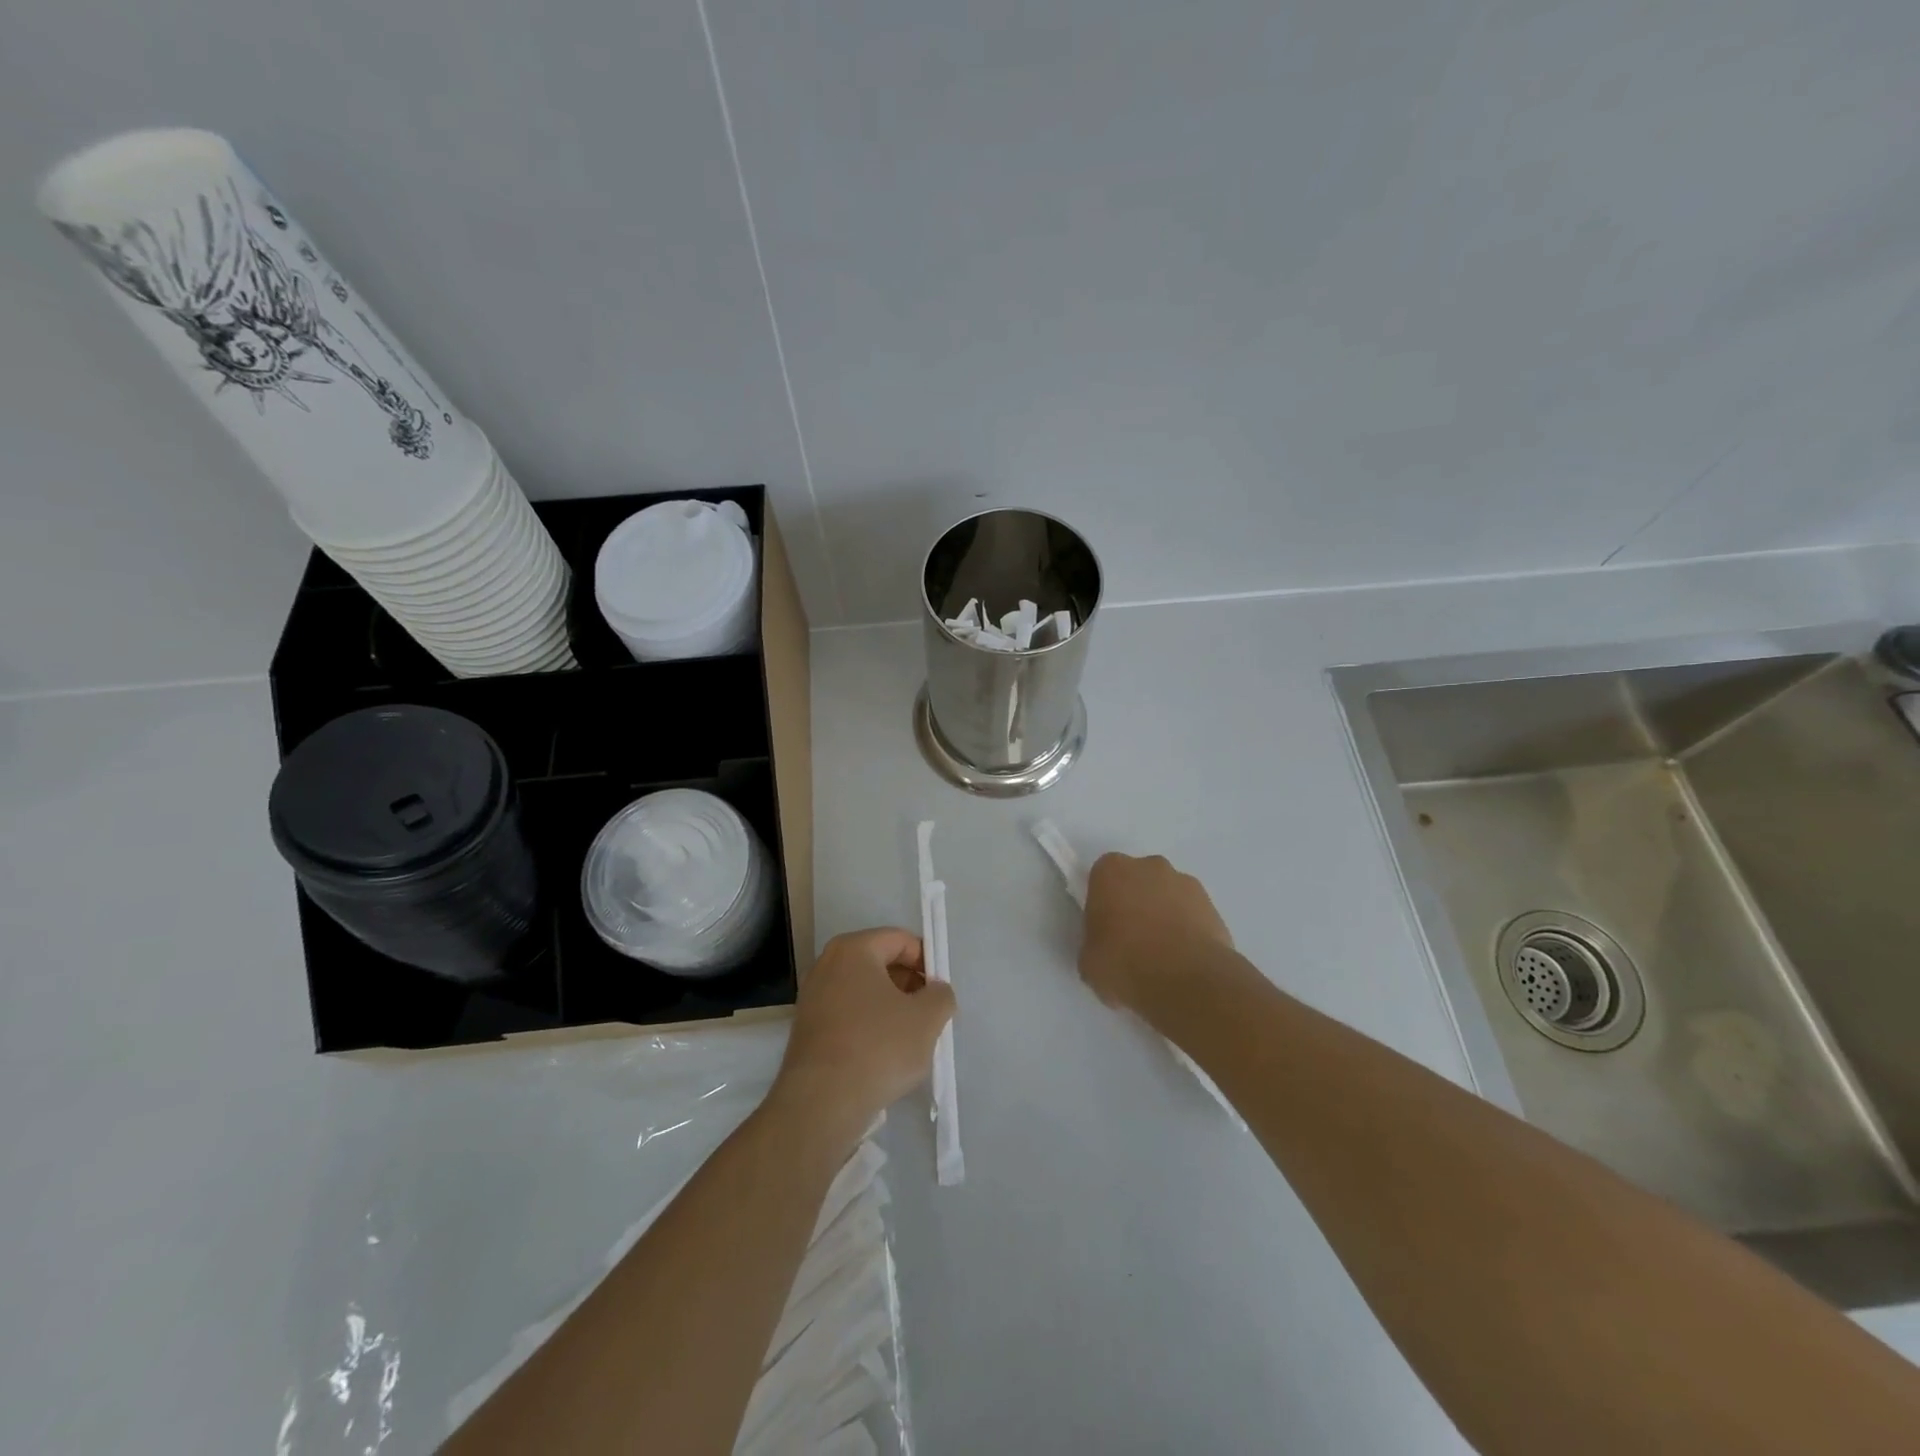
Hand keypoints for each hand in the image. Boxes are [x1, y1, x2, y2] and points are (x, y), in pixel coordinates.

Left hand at [772, 928, 955, 1142]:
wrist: (820, 1104)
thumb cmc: (878, 1048)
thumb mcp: (927, 1018)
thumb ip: (941, 995)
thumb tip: (935, 991)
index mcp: (854, 949)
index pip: (900, 940)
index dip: (927, 962)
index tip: (941, 992)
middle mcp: (827, 964)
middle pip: (880, 963)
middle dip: (909, 985)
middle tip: (929, 1015)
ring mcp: (812, 996)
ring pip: (864, 991)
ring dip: (890, 1007)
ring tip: (910, 1038)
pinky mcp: (807, 1028)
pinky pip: (848, 1014)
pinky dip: (869, 1025)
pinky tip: (883, 1054)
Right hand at [1079, 853, 1232, 1011]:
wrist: (1188, 982)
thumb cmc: (1125, 964)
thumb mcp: (1089, 961)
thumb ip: (1095, 942)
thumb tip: (1108, 948)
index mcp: (1111, 871)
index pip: (1102, 878)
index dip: (1103, 903)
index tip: (1105, 930)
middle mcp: (1149, 866)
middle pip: (1138, 881)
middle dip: (1135, 904)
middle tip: (1132, 942)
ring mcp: (1185, 883)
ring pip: (1167, 896)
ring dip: (1164, 916)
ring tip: (1163, 957)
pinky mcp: (1213, 906)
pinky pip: (1192, 914)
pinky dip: (1187, 931)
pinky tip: (1184, 961)